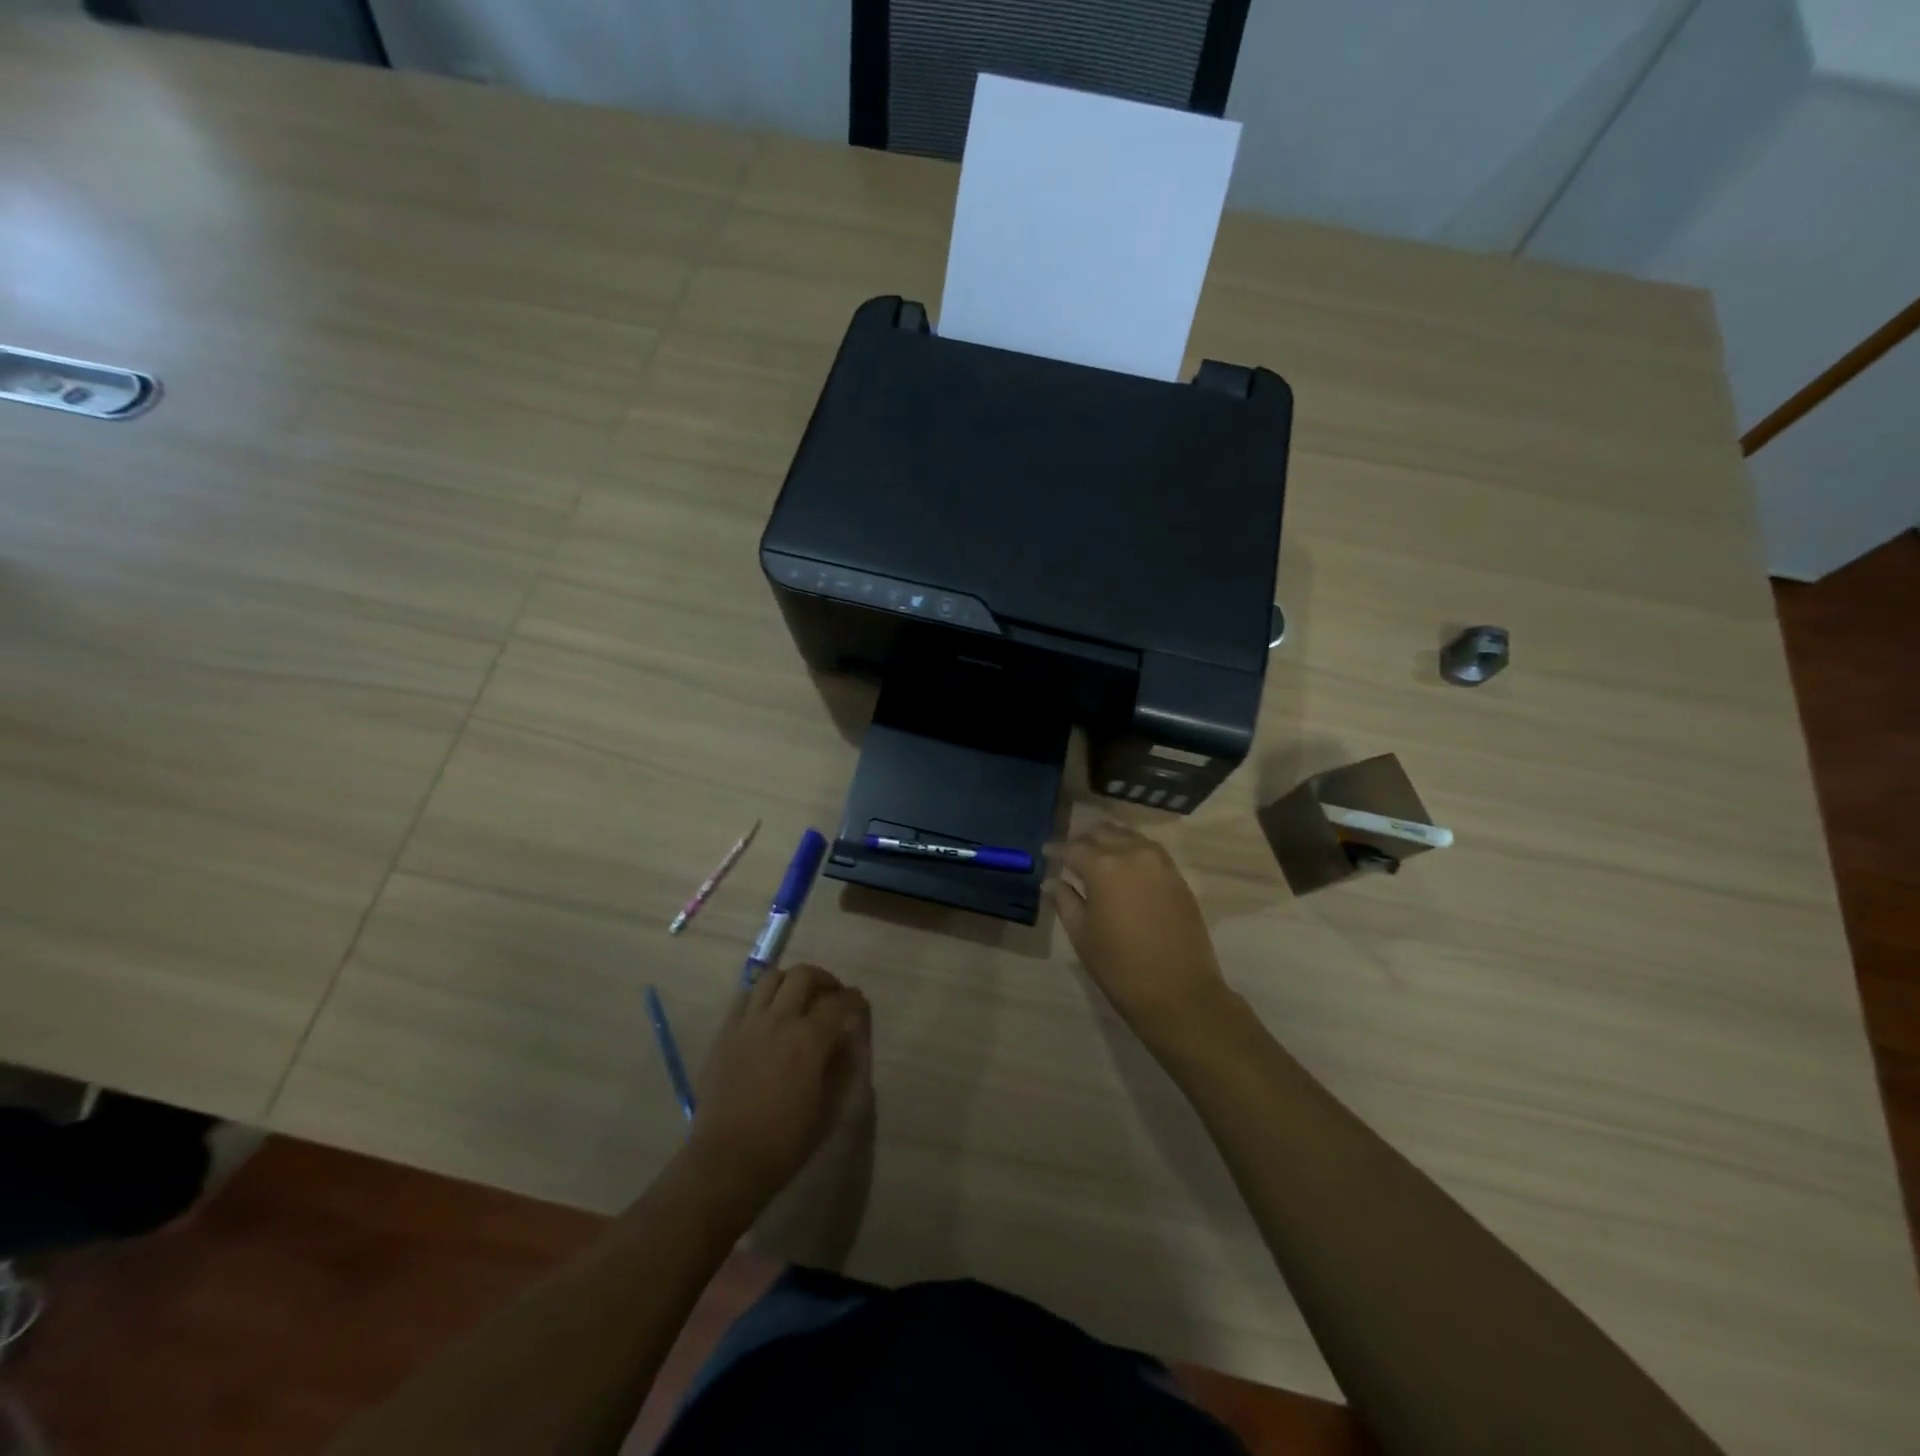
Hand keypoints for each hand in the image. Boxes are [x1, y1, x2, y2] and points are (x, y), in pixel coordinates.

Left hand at [684, 965, 869, 1212]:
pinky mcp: (724, 1034)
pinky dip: (761, 996)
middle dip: (824, 979)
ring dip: (790, 981)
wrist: (727, 1162)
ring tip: (798, 997)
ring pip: (771, 978)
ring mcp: (747, 1024)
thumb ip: (841, 1066)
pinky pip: (744, 997)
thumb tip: (847, 1040)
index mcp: (809, 1039)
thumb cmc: (785, 1142)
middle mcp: (778, 1020)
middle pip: (803, 975)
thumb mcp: (828, 1108)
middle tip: (831, 995)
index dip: (854, 999)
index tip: (859, 1004)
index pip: (838, 1002)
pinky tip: (767, 1013)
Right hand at [1049, 822, 1233, 1040]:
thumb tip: (1051, 882)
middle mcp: (1133, 855)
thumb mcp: (1082, 935)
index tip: (1046, 851)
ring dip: (1110, 840)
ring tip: (1097, 854)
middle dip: (1084, 839)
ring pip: (1130, 836)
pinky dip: (1133, 850)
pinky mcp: (1178, 878)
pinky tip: (1125, 865)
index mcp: (1104, 868)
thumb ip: (1065, 901)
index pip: (1074, 848)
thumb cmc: (1120, 967)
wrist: (1179, 992)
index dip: (1057, 849)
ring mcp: (1160, 864)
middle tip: (1070, 852)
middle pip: (1104, 833)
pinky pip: (1150, 851)